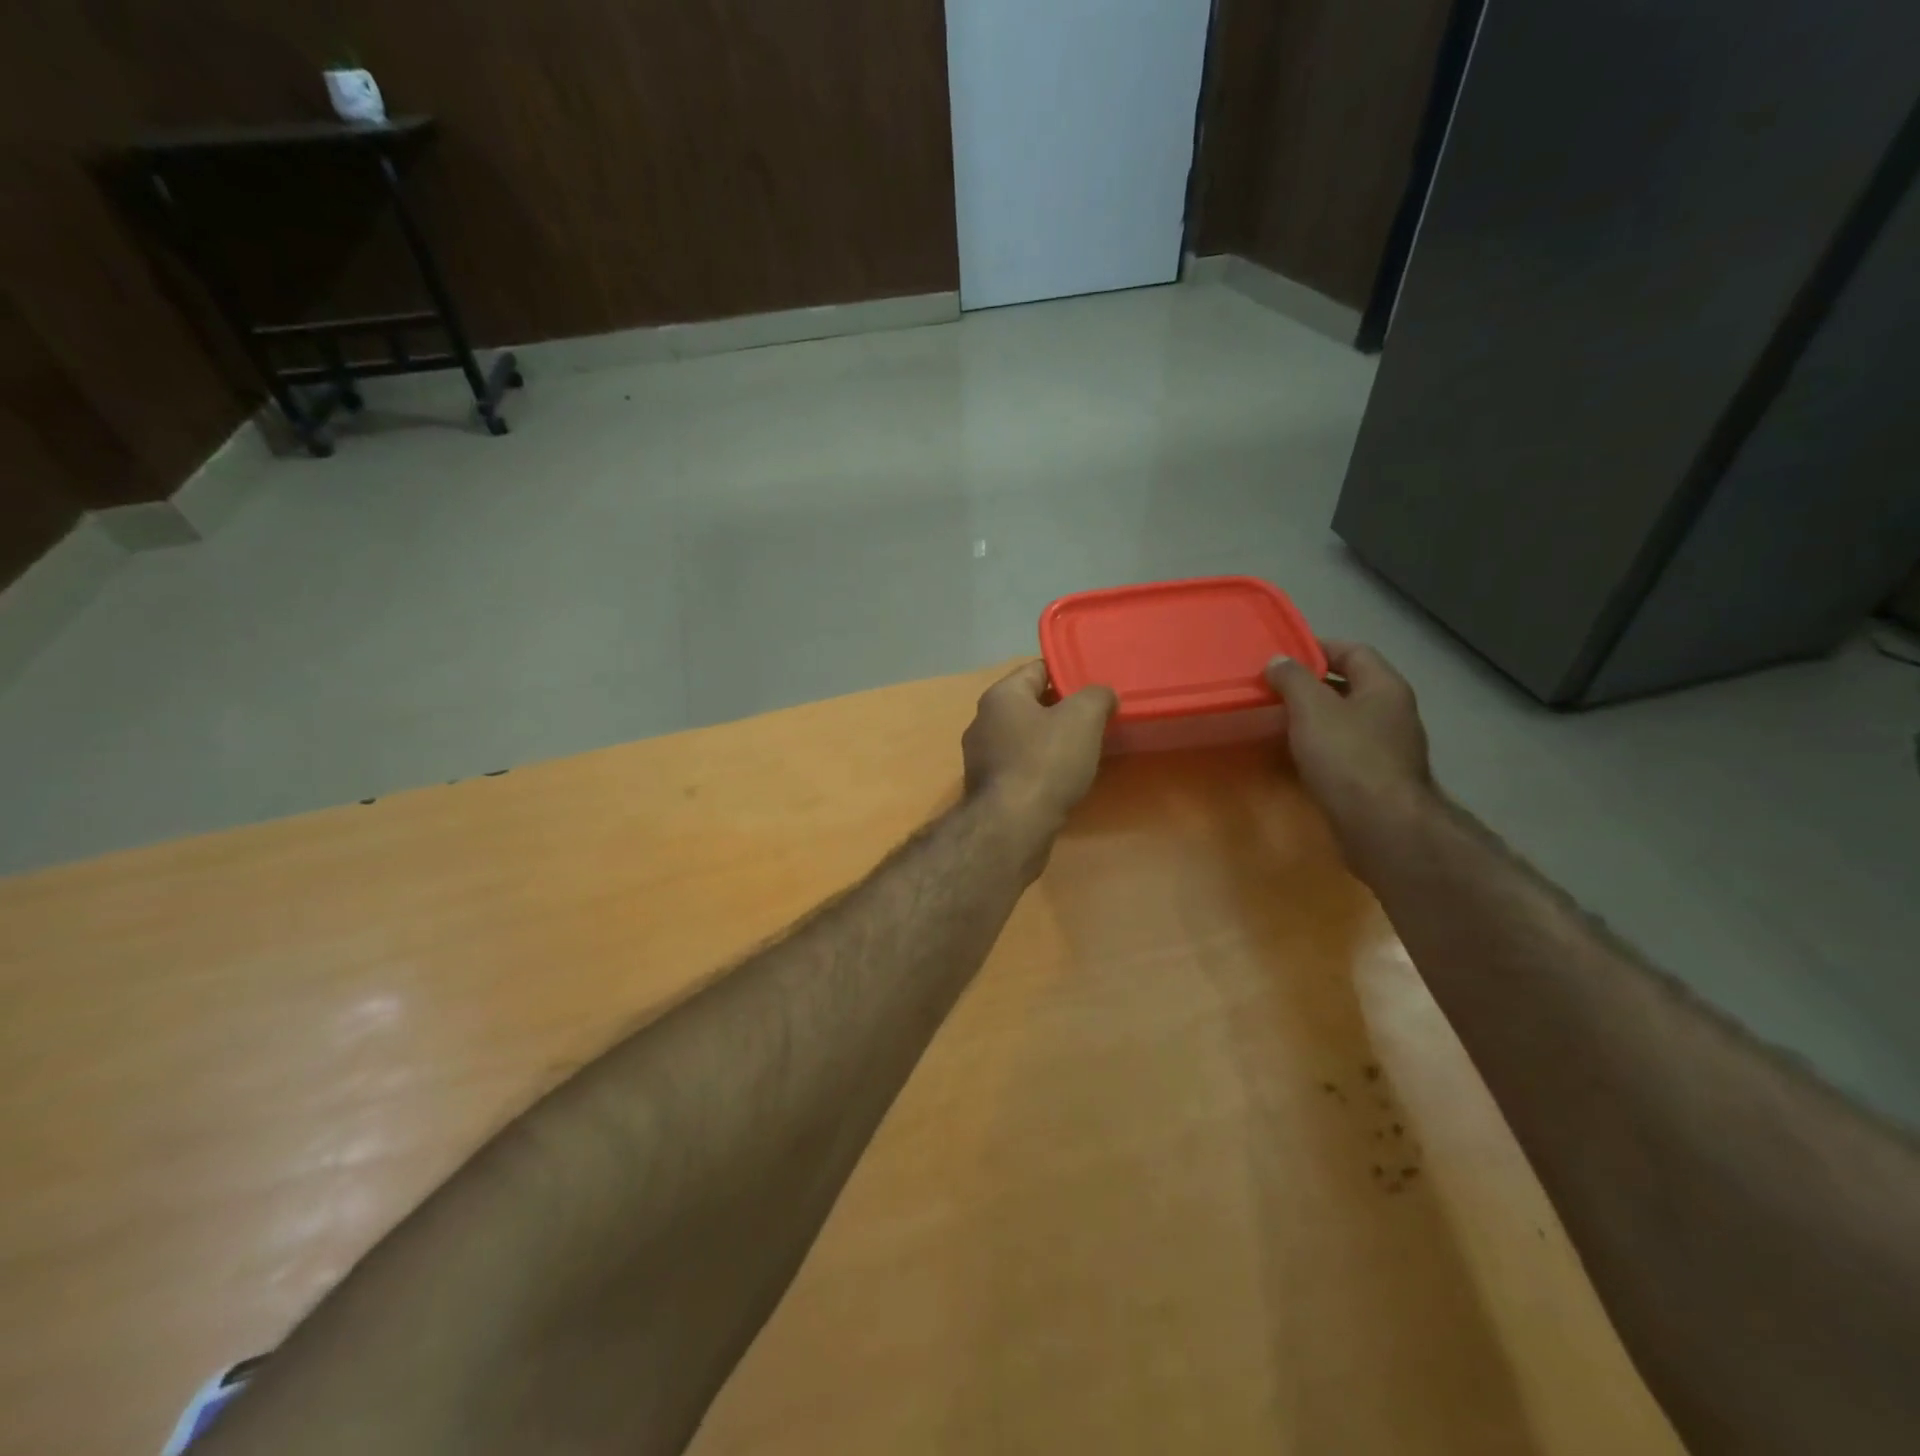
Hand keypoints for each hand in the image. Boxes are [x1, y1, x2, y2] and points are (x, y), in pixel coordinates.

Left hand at [963, 662, 1116, 835]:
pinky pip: (1019, 767)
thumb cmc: (1045, 762)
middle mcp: (983, 721)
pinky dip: (1040, 769)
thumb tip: (1102, 695)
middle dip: (1061, 710)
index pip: (1037, 669)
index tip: (1095, 686)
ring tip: (1084, 751)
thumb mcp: (1083, 718)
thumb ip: (1097, 696)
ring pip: (1024, 738)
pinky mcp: (988, 789)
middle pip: (1030, 705)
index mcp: (1000, 696)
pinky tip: (1062, 780)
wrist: (1012, 827)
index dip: (1068, 673)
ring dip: (1051, 742)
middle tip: (1095, 719)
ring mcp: (981, 758)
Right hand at [1265, 642, 1435, 855]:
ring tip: (1277, 720)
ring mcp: (1388, 747)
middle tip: (1273, 688)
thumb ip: (1292, 678)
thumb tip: (1278, 661)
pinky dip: (1320, 746)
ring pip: (1346, 720)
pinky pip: (1345, 750)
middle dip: (1312, 684)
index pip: (1353, 651)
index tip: (1282, 656)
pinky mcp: (1377, 778)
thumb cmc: (1346, 756)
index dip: (1318, 647)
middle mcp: (1393, 712)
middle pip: (1350, 685)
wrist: (1381, 824)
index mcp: (1384, 686)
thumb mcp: (1311, 708)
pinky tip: (1296, 755)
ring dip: (1314, 717)